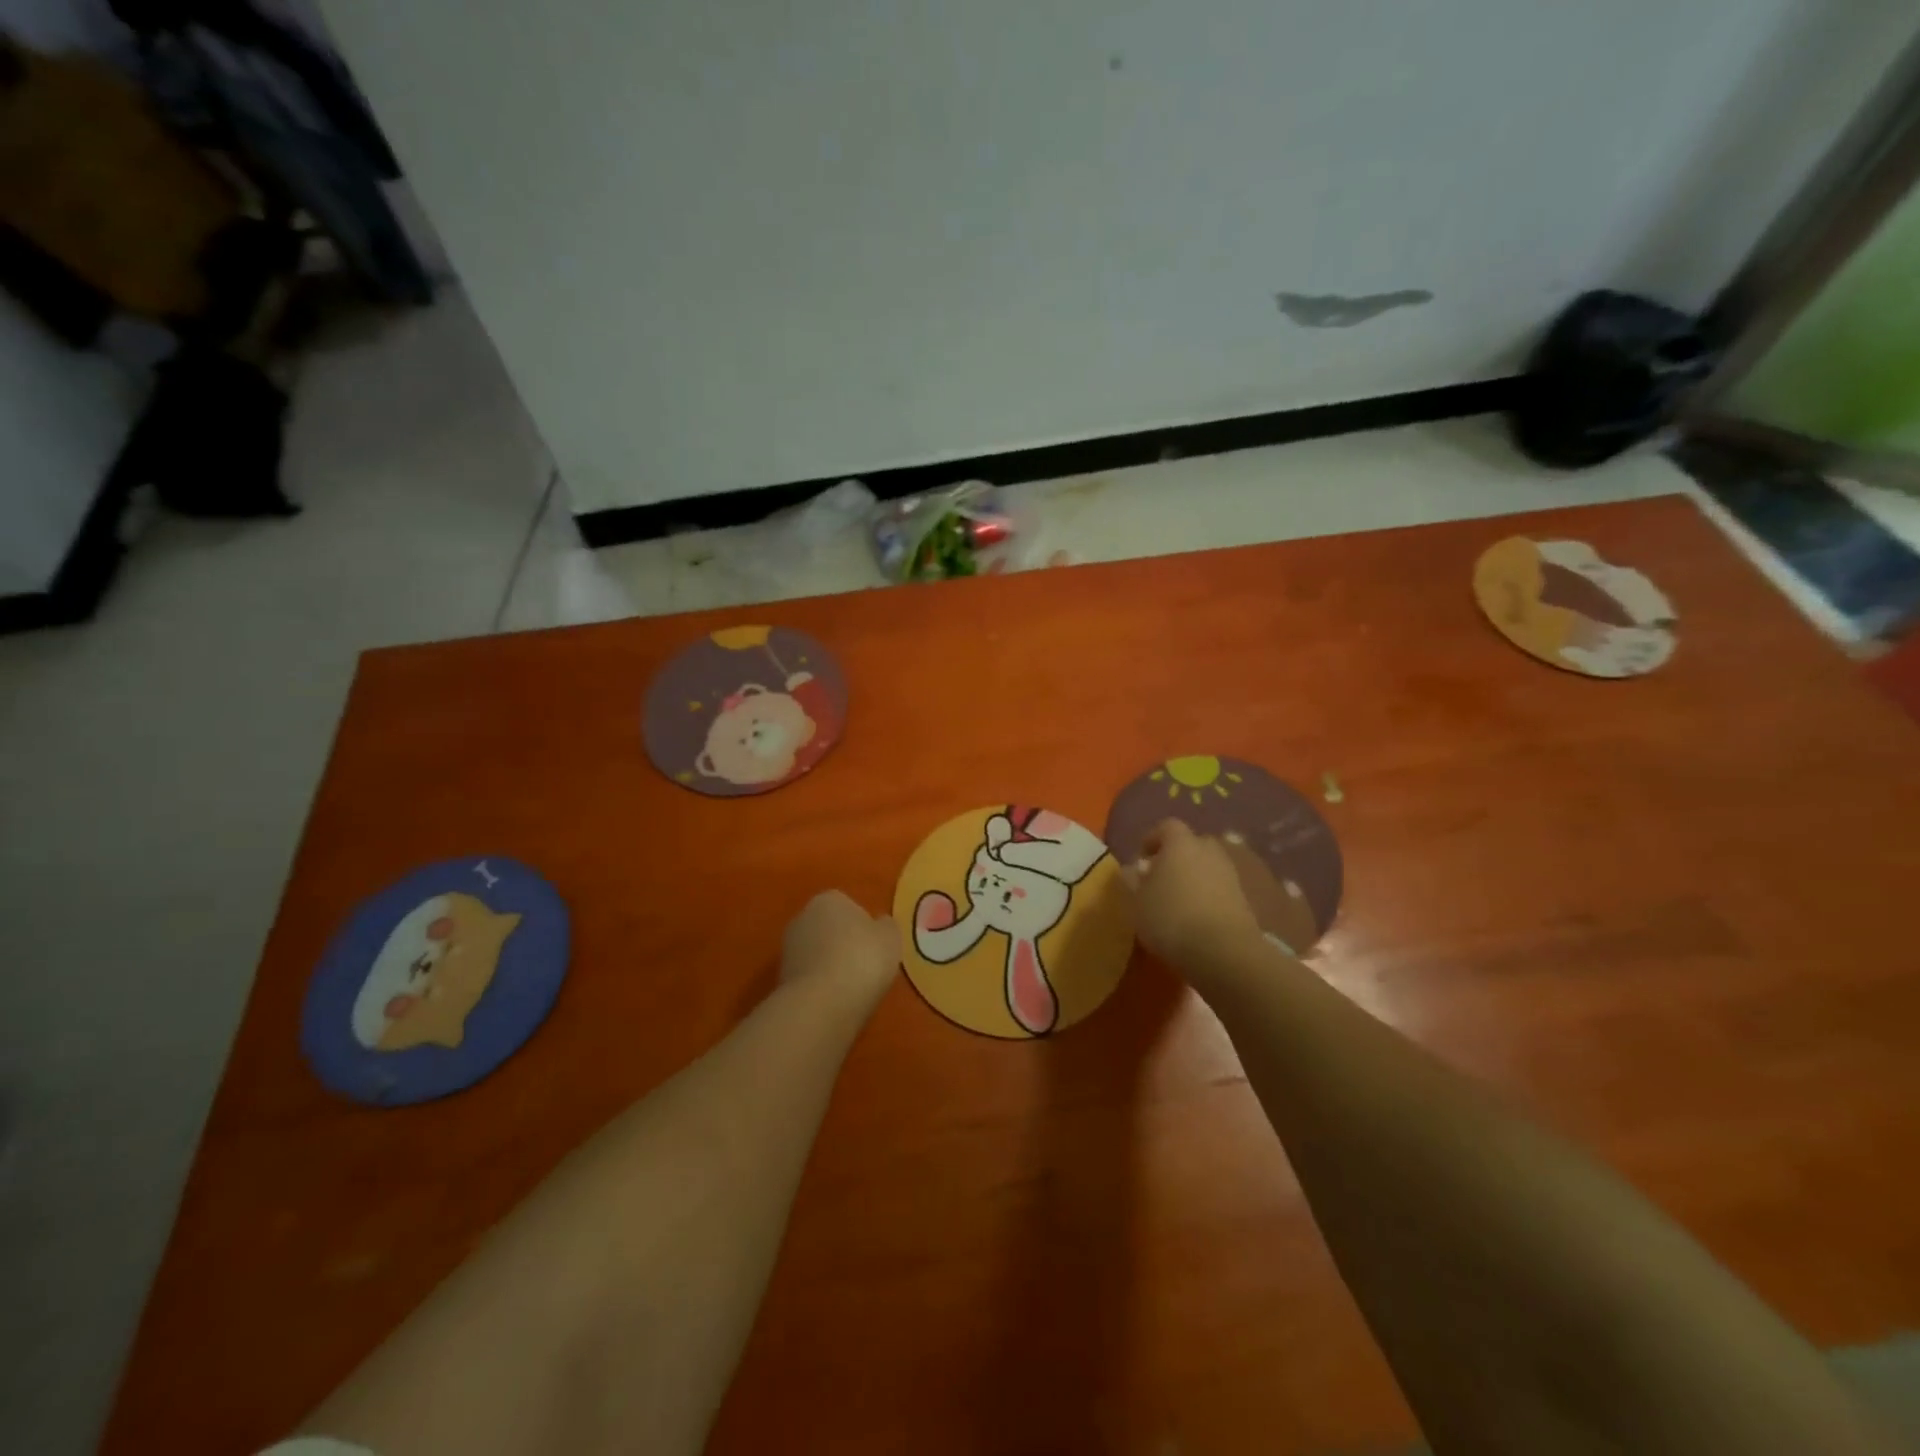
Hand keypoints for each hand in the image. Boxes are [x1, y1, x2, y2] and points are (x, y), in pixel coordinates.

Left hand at [780, 891, 898, 1005]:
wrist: (821, 1004)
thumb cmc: (862, 959)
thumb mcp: (891, 938)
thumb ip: (885, 926)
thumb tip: (879, 924)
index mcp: (829, 899)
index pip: (848, 906)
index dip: (864, 926)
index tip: (876, 946)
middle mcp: (802, 917)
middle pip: (830, 929)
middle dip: (843, 944)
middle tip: (865, 966)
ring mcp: (788, 949)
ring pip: (818, 954)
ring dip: (830, 967)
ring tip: (851, 988)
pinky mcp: (780, 979)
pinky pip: (809, 978)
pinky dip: (820, 986)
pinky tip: (835, 1000)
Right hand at [1120, 820, 1263, 977]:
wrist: (1224, 950)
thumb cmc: (1171, 917)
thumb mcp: (1138, 902)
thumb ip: (1134, 882)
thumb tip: (1133, 870)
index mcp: (1180, 843)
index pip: (1166, 827)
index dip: (1152, 840)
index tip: (1141, 860)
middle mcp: (1209, 850)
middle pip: (1191, 844)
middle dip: (1176, 857)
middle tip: (1161, 879)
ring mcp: (1231, 873)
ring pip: (1208, 866)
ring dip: (1194, 877)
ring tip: (1178, 901)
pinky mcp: (1245, 897)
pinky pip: (1221, 887)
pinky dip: (1209, 895)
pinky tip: (1197, 916)